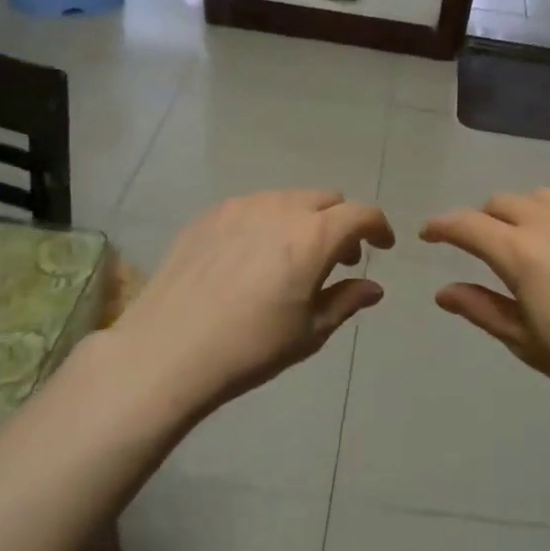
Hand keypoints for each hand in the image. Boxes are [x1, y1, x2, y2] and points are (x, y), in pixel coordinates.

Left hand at [113, 190, 393, 416]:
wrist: (168, 351)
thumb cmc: (251, 347)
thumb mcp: (310, 332)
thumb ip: (347, 300)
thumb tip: (373, 287)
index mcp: (314, 236)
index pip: (362, 213)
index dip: (379, 227)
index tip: (381, 247)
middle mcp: (281, 209)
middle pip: (327, 199)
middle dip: (342, 222)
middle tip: (338, 258)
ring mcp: (241, 207)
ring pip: (289, 198)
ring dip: (304, 219)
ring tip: (292, 257)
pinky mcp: (209, 215)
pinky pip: (253, 206)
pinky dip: (268, 222)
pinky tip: (252, 257)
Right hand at [422, 189, 549, 435]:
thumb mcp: (527, 342)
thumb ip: (482, 309)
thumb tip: (443, 291)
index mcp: (521, 252)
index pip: (468, 225)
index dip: (442, 227)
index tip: (428, 235)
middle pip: (502, 203)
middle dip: (481, 220)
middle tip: (479, 249)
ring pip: (539, 196)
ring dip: (519, 212)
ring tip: (523, 242)